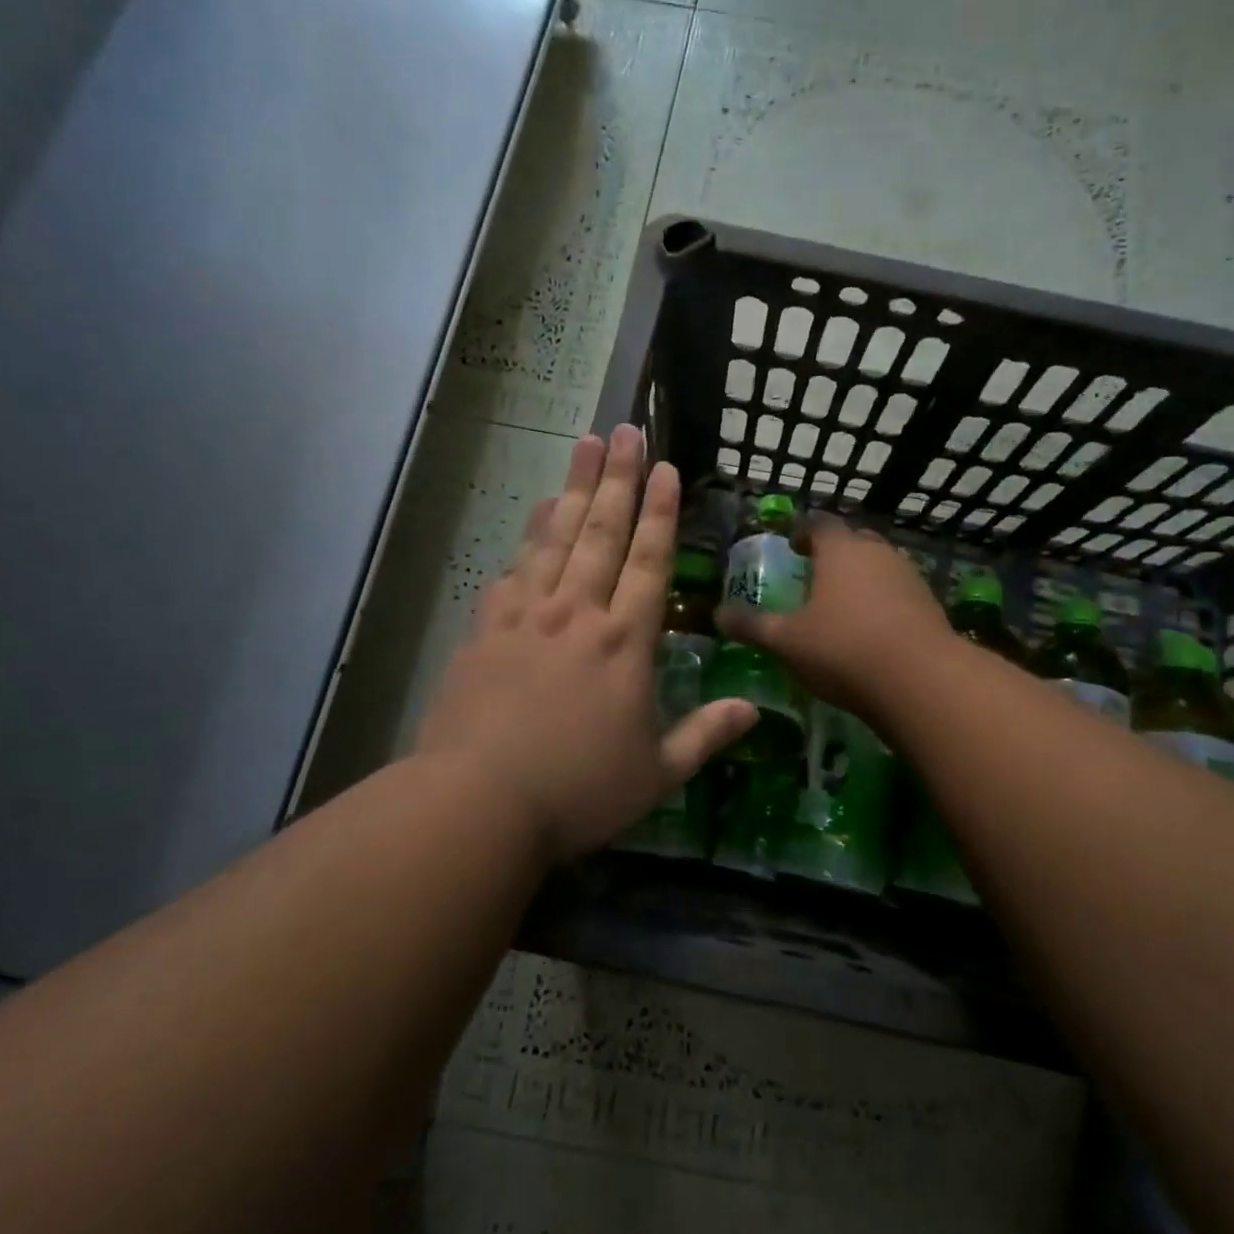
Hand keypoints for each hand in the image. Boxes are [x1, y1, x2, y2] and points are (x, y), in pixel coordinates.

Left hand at [417, 426, 757, 862]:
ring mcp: (527, 617)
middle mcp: (578, 614)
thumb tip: (755, 710)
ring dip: (573, 488)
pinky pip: (513, 570)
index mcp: (625, 643)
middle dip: (617, 478)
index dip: (661, 512)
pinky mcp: (486, 630)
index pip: (650, 561)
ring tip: (581, 445)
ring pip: (555, 539)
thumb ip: (707, 735)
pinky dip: (527, 538)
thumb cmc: (578, 791)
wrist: (478, 803)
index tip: (666, 468)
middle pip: (601, 532)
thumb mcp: (657, 775)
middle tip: (623, 430)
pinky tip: (534, 516)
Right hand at [717, 519, 950, 718]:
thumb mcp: (787, 641)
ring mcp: (908, 576)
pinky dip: (883, 601)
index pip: (819, 524)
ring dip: (861, 577)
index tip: (791, 546)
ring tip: (842, 604)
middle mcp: (877, 552)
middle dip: (834, 553)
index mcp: (840, 550)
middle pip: (853, 540)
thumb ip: (752, 626)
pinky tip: (873, 629)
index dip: (802, 532)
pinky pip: (899, 591)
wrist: (920, 680)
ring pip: (880, 565)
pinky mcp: (930, 603)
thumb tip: (718, 615)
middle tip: (814, 573)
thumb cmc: (842, 649)